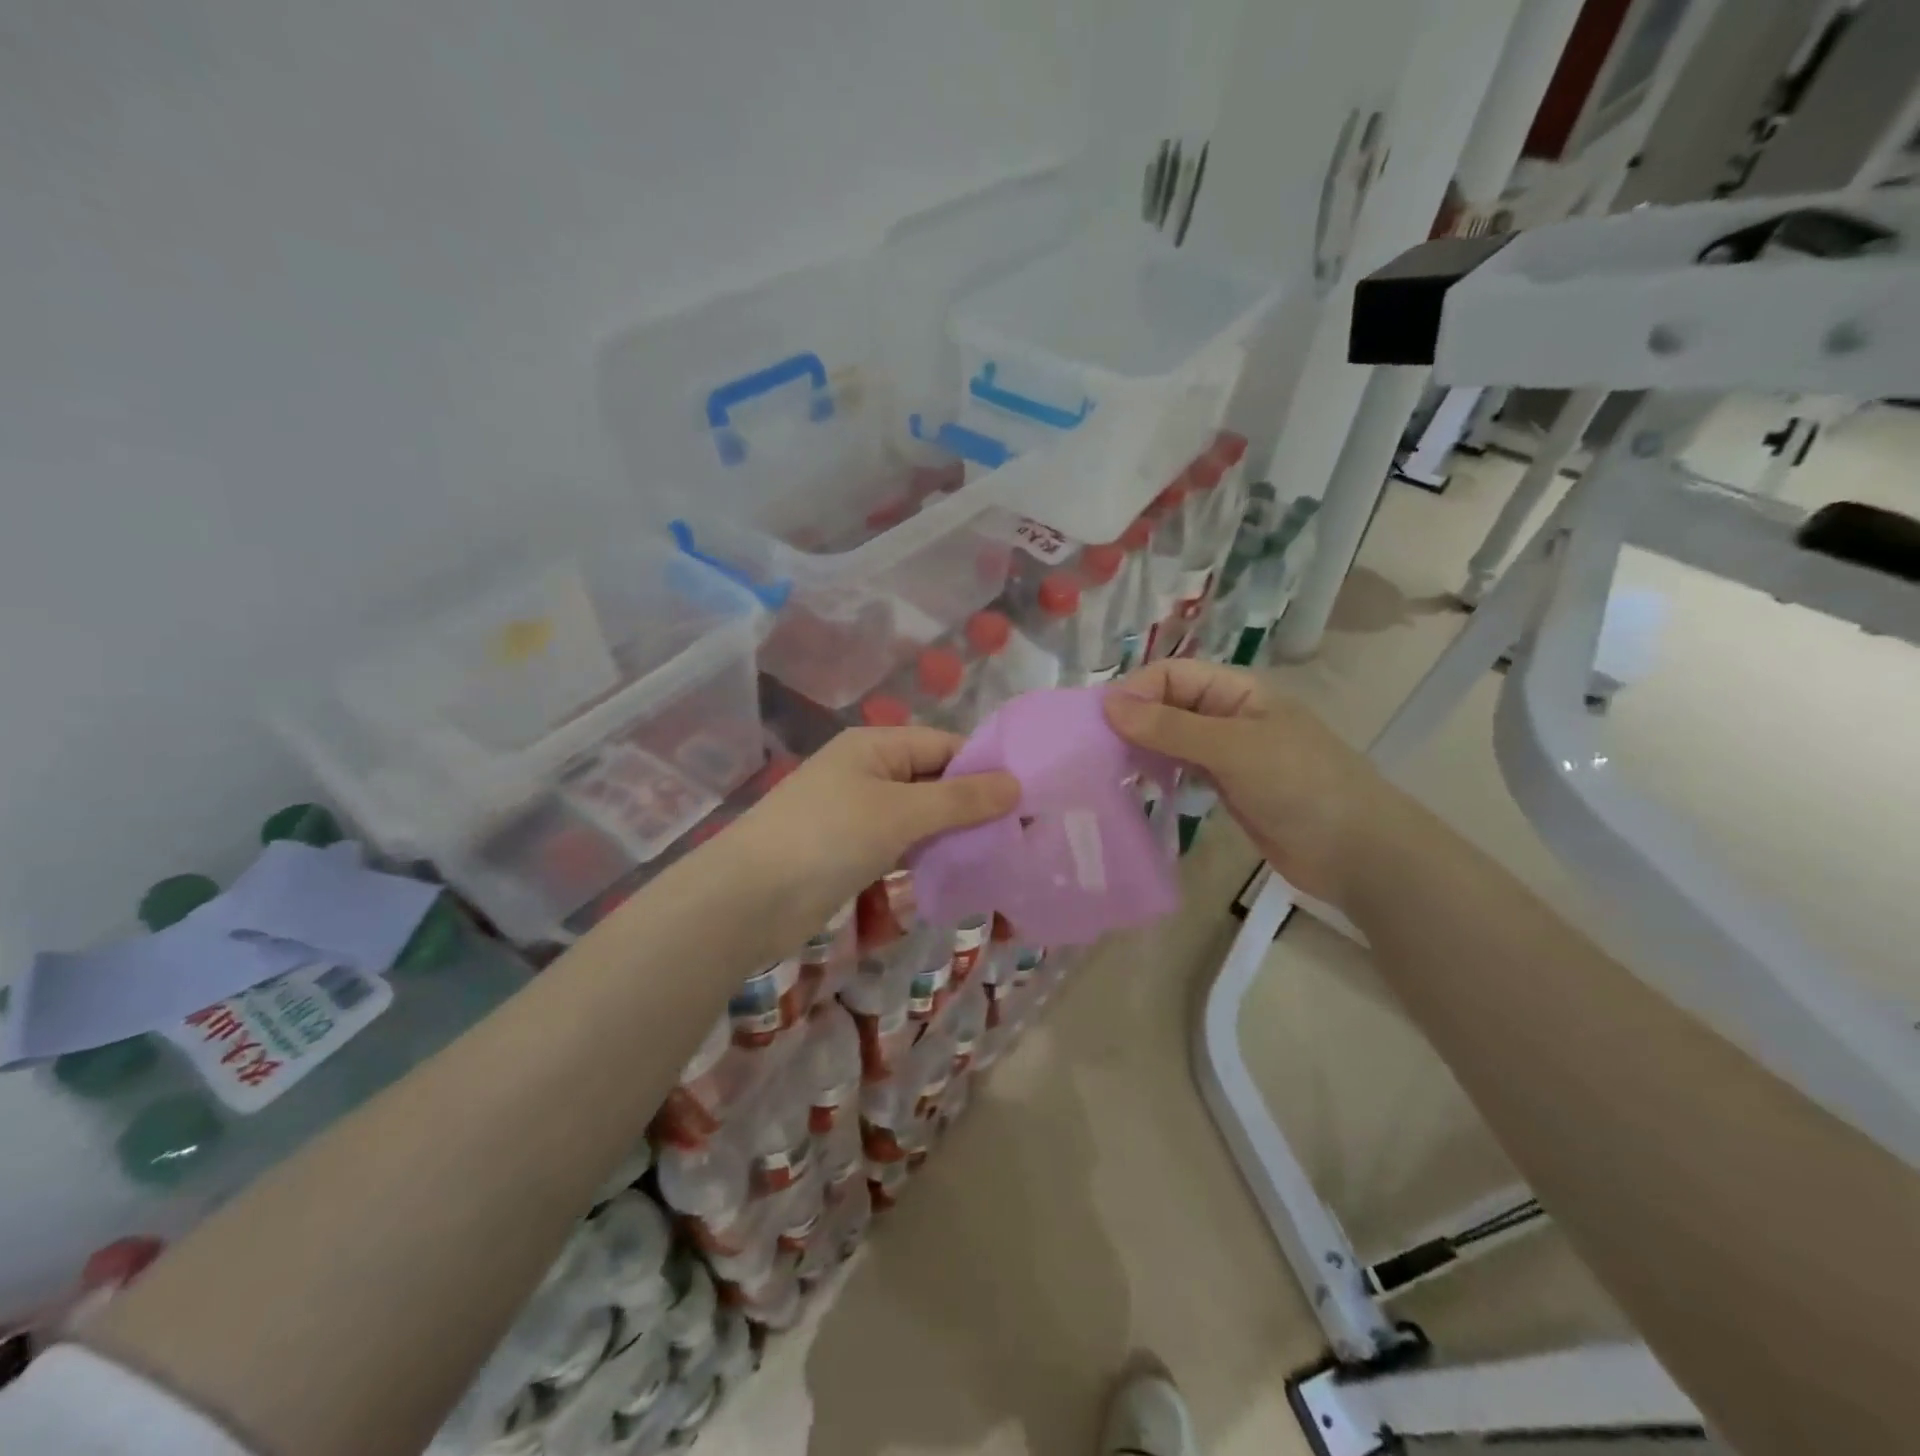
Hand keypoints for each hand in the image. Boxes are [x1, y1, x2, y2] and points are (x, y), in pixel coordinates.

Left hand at [720, 727, 1019, 947]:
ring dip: (955, 833)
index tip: (1030, 798)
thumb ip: (959, 800)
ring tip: (1002, 856)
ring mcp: (859, 812)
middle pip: (935, 780)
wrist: (747, 899)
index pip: (945, 746)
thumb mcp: (899, 813)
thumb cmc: (826, 838)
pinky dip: (930, 854)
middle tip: (1023, 834)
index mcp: (876, 746)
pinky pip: (904, 843)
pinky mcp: (853, 850)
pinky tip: (960, 873)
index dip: (987, 768)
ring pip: (921, 815)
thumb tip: (1016, 785)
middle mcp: (869, 771)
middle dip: (975, 805)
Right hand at [1104, 660, 1413, 906]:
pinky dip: (1155, 773)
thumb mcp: (1233, 749)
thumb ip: (1171, 728)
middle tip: (1094, 751)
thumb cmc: (1300, 785)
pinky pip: (1179, 769)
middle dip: (1132, 720)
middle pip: (1167, 704)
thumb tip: (1108, 704)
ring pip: (1170, 738)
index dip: (1135, 692)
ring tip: (1105, 770)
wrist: (1357, 852)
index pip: (1171, 675)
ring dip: (1139, 748)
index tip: (1100, 725)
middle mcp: (1228, 715)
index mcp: (1236, 690)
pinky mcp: (1224, 787)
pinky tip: (1134, 788)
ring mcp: (1226, 753)